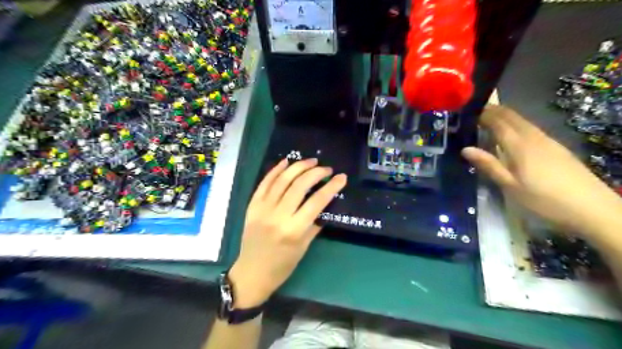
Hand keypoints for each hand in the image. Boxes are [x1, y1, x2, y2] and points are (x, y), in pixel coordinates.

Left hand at [228, 158, 347, 307]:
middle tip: (326, 169)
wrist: (252, 272)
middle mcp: (277, 216)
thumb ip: (315, 223)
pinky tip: (286, 162)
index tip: (341, 177)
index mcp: (293, 230)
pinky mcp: (252, 205)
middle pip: (299, 186)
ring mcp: (262, 209)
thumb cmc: (282, 265)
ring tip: (311, 161)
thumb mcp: (304, 247)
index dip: (331, 187)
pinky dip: (275, 170)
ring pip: (282, 180)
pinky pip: (264, 183)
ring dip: (298, 167)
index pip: (316, 202)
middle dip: (316, 172)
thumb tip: (325, 203)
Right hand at [458, 105, 621, 236]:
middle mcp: (533, 137)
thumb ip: (489, 165)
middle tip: (474, 112)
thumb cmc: (543, 199)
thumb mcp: (510, 185)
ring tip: (488, 120)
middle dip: (493, 110)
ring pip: (522, 121)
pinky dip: (515, 124)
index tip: (466, 112)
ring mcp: (547, 140)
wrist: (592, 208)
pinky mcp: (555, 147)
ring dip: (504, 116)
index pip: (498, 121)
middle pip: (511, 116)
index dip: (483, 114)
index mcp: (519, 145)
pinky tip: (511, 134)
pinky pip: (530, 128)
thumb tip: (465, 149)